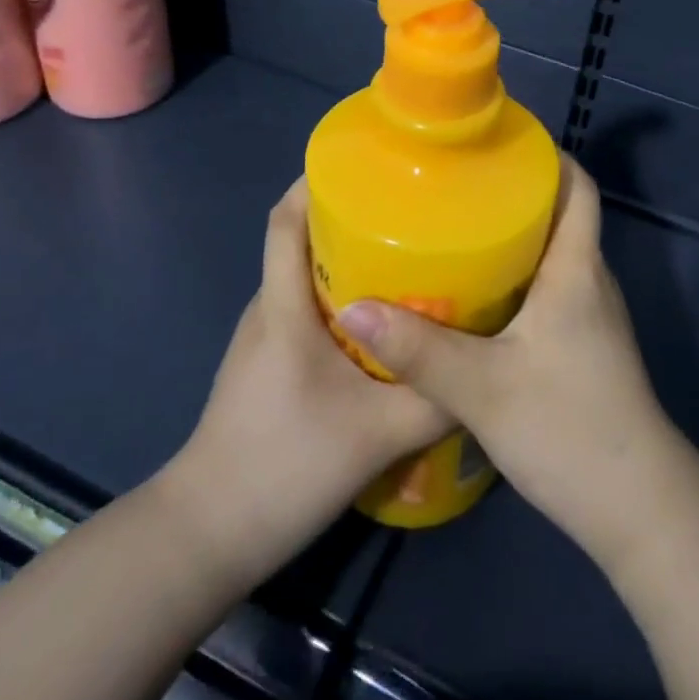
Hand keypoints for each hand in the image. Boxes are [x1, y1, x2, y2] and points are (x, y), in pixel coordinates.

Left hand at [174, 179, 452, 581]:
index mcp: (283, 307)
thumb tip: (489, 364)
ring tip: (407, 258)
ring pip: (305, 276)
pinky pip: (304, 309)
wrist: (209, 535)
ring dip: (348, 259)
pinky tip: (383, 322)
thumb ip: (436, 398)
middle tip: (411, 212)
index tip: (367, 164)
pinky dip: (341, 297)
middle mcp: (268, 309)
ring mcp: (263, 338)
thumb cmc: (285, 467)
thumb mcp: (378, 434)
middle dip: (349, 216)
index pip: (285, 220)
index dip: (315, 182)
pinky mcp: (267, 364)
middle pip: (301, 239)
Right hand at [333, 158, 677, 569]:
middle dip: (514, 193)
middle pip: (560, 215)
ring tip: (454, 230)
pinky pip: (549, 290)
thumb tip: (352, 308)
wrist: (637, 507)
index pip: (579, 187)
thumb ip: (418, 349)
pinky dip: (515, 278)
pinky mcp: (584, 347)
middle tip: (454, 186)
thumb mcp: (482, 388)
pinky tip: (473, 296)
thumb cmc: (568, 428)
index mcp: (576, 269)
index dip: (548, 156)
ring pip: (552, 255)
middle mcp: (589, 281)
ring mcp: (591, 316)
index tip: (497, 143)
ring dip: (512, 237)